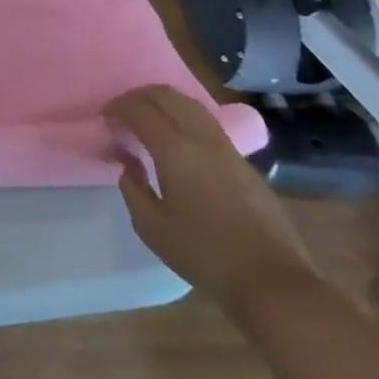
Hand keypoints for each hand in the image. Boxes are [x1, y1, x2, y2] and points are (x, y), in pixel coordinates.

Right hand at [106, 86, 315, 311]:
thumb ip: (132, 187)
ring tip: (150, 122)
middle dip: (139, 96)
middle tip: (123, 112)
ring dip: (165, 104)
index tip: (105, 119)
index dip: (117, 107)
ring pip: (192, 105)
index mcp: (176, 150)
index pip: (140, 109)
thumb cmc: (204, 254)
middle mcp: (203, 139)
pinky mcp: (246, 164)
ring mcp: (229, 150)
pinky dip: (185, 120)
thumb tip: (129, 163)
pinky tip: (179, 145)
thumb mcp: (151, 227)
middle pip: (167, 96)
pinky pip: (208, 125)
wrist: (273, 283)